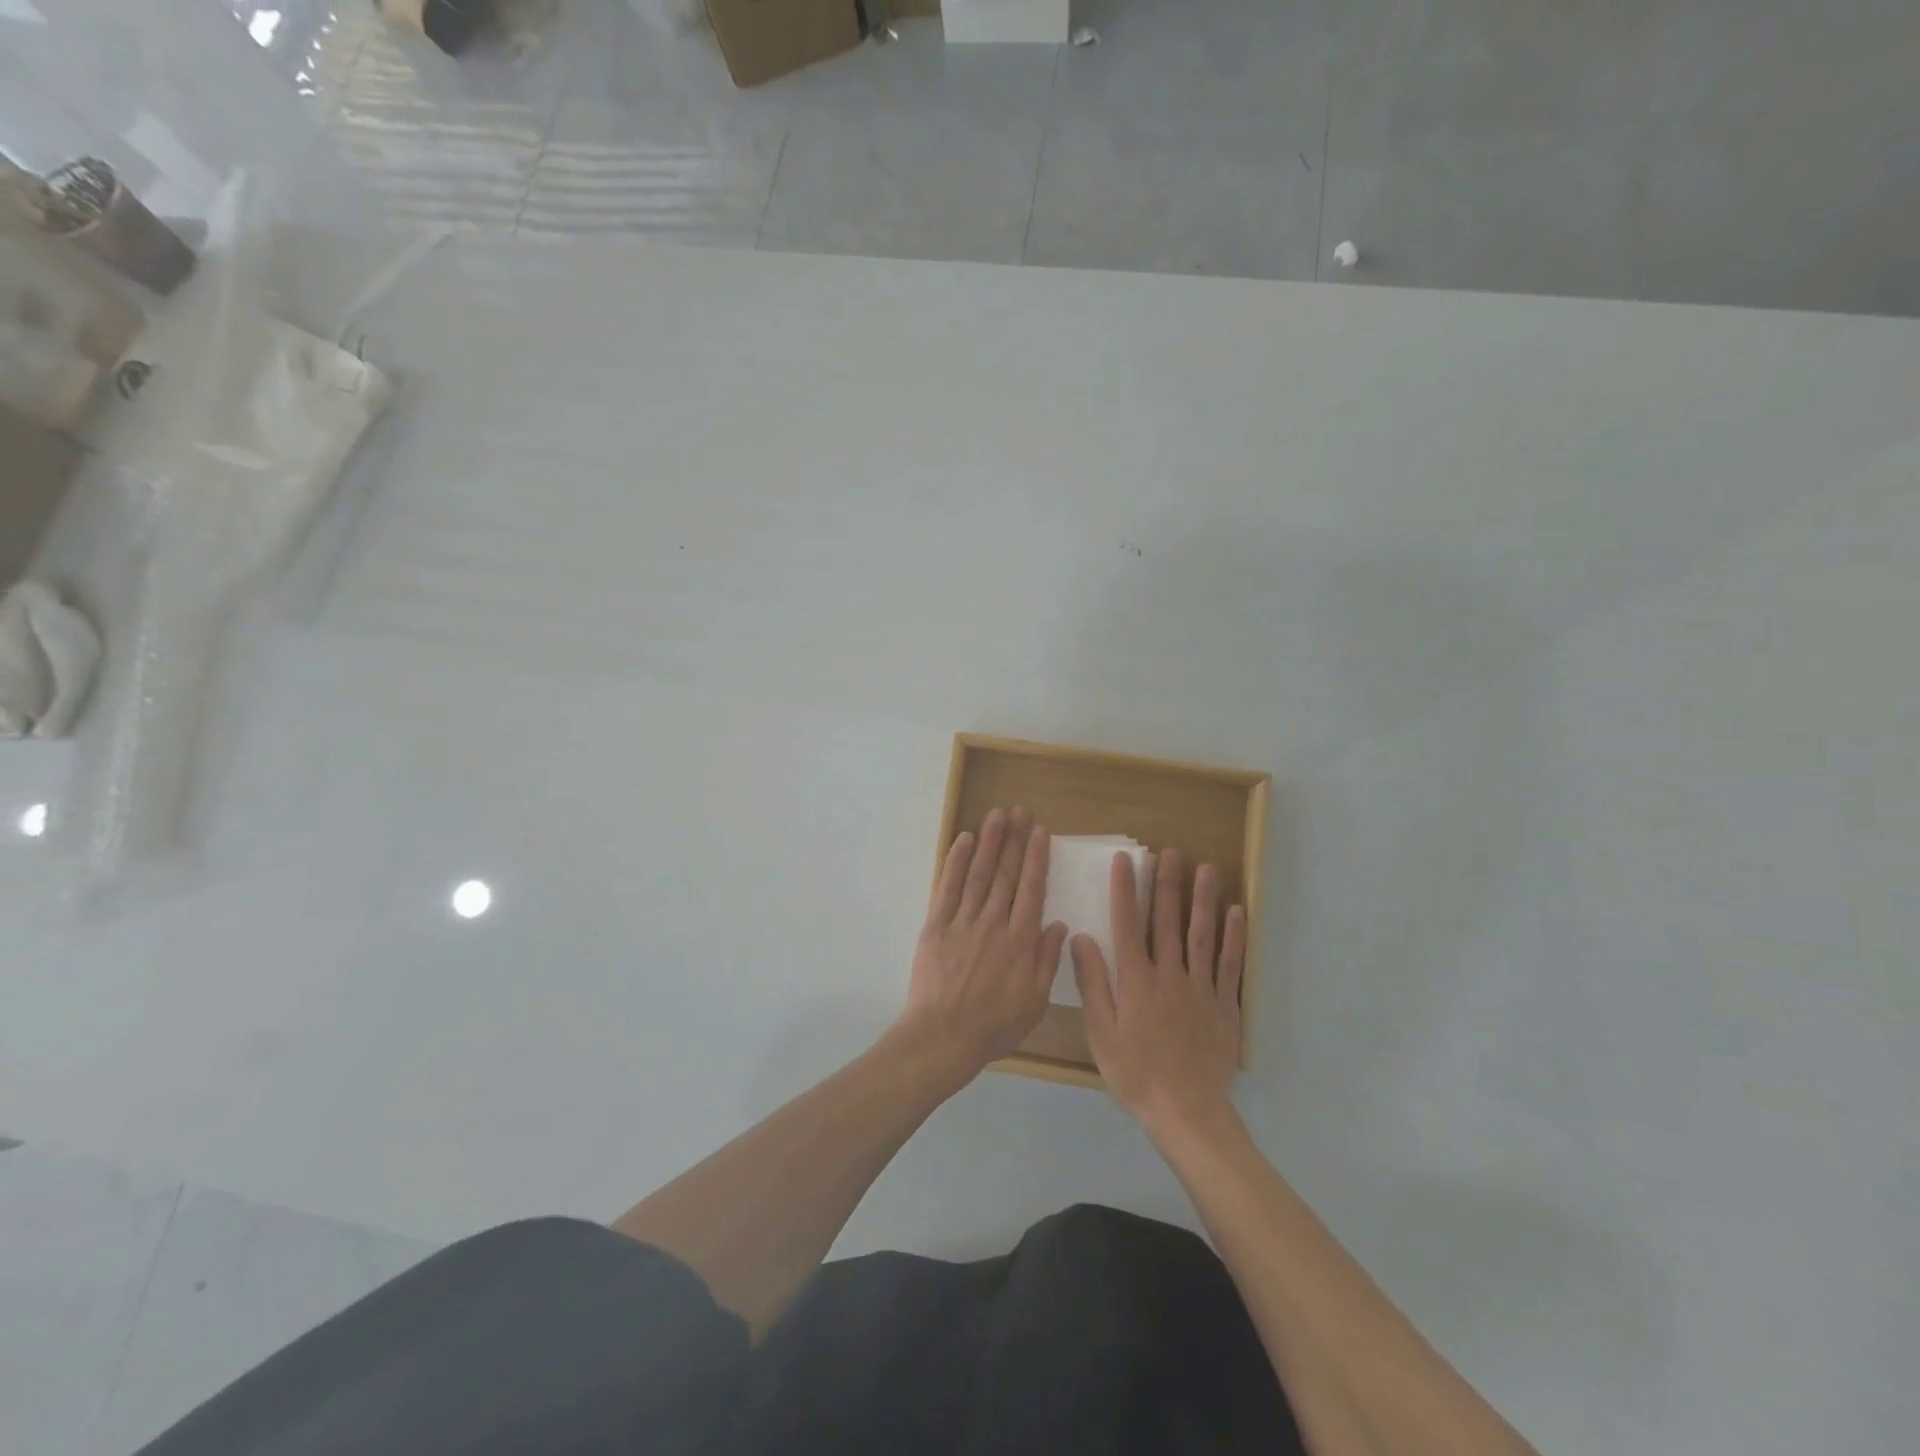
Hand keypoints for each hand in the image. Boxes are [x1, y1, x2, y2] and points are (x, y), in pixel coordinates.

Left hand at [898, 807, 1068, 1082]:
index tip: (1040, 831)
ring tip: (996, 815)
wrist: (944, 1036)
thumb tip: (1059, 924)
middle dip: (1014, 839)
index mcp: (1021, 940)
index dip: (1036, 858)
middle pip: (1006, 873)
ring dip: (989, 841)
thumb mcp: (1035, 1001)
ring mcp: (963, 921)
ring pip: (979, 873)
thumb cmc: (995, 1025)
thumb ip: (1047, 960)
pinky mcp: (937, 925)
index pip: (1032, 889)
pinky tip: (964, 840)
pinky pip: (948, 887)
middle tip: (1019, 811)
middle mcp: (994, 922)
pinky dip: (956, 862)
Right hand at [1071, 849, 1244, 1138]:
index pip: (1127, 924)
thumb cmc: (1134, 1073)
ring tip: (1206, 868)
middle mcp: (1169, 974)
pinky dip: (1233, 937)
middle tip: (1170, 852)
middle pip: (1168, 921)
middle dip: (1168, 884)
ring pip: (1202, 935)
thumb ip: (1092, 982)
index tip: (1124, 860)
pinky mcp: (1224, 1005)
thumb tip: (1080, 937)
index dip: (1125, 889)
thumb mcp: (1100, 1031)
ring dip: (1203, 899)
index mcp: (1136, 980)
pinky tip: (1237, 912)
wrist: (1186, 1112)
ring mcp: (1201, 988)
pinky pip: (1229, 964)